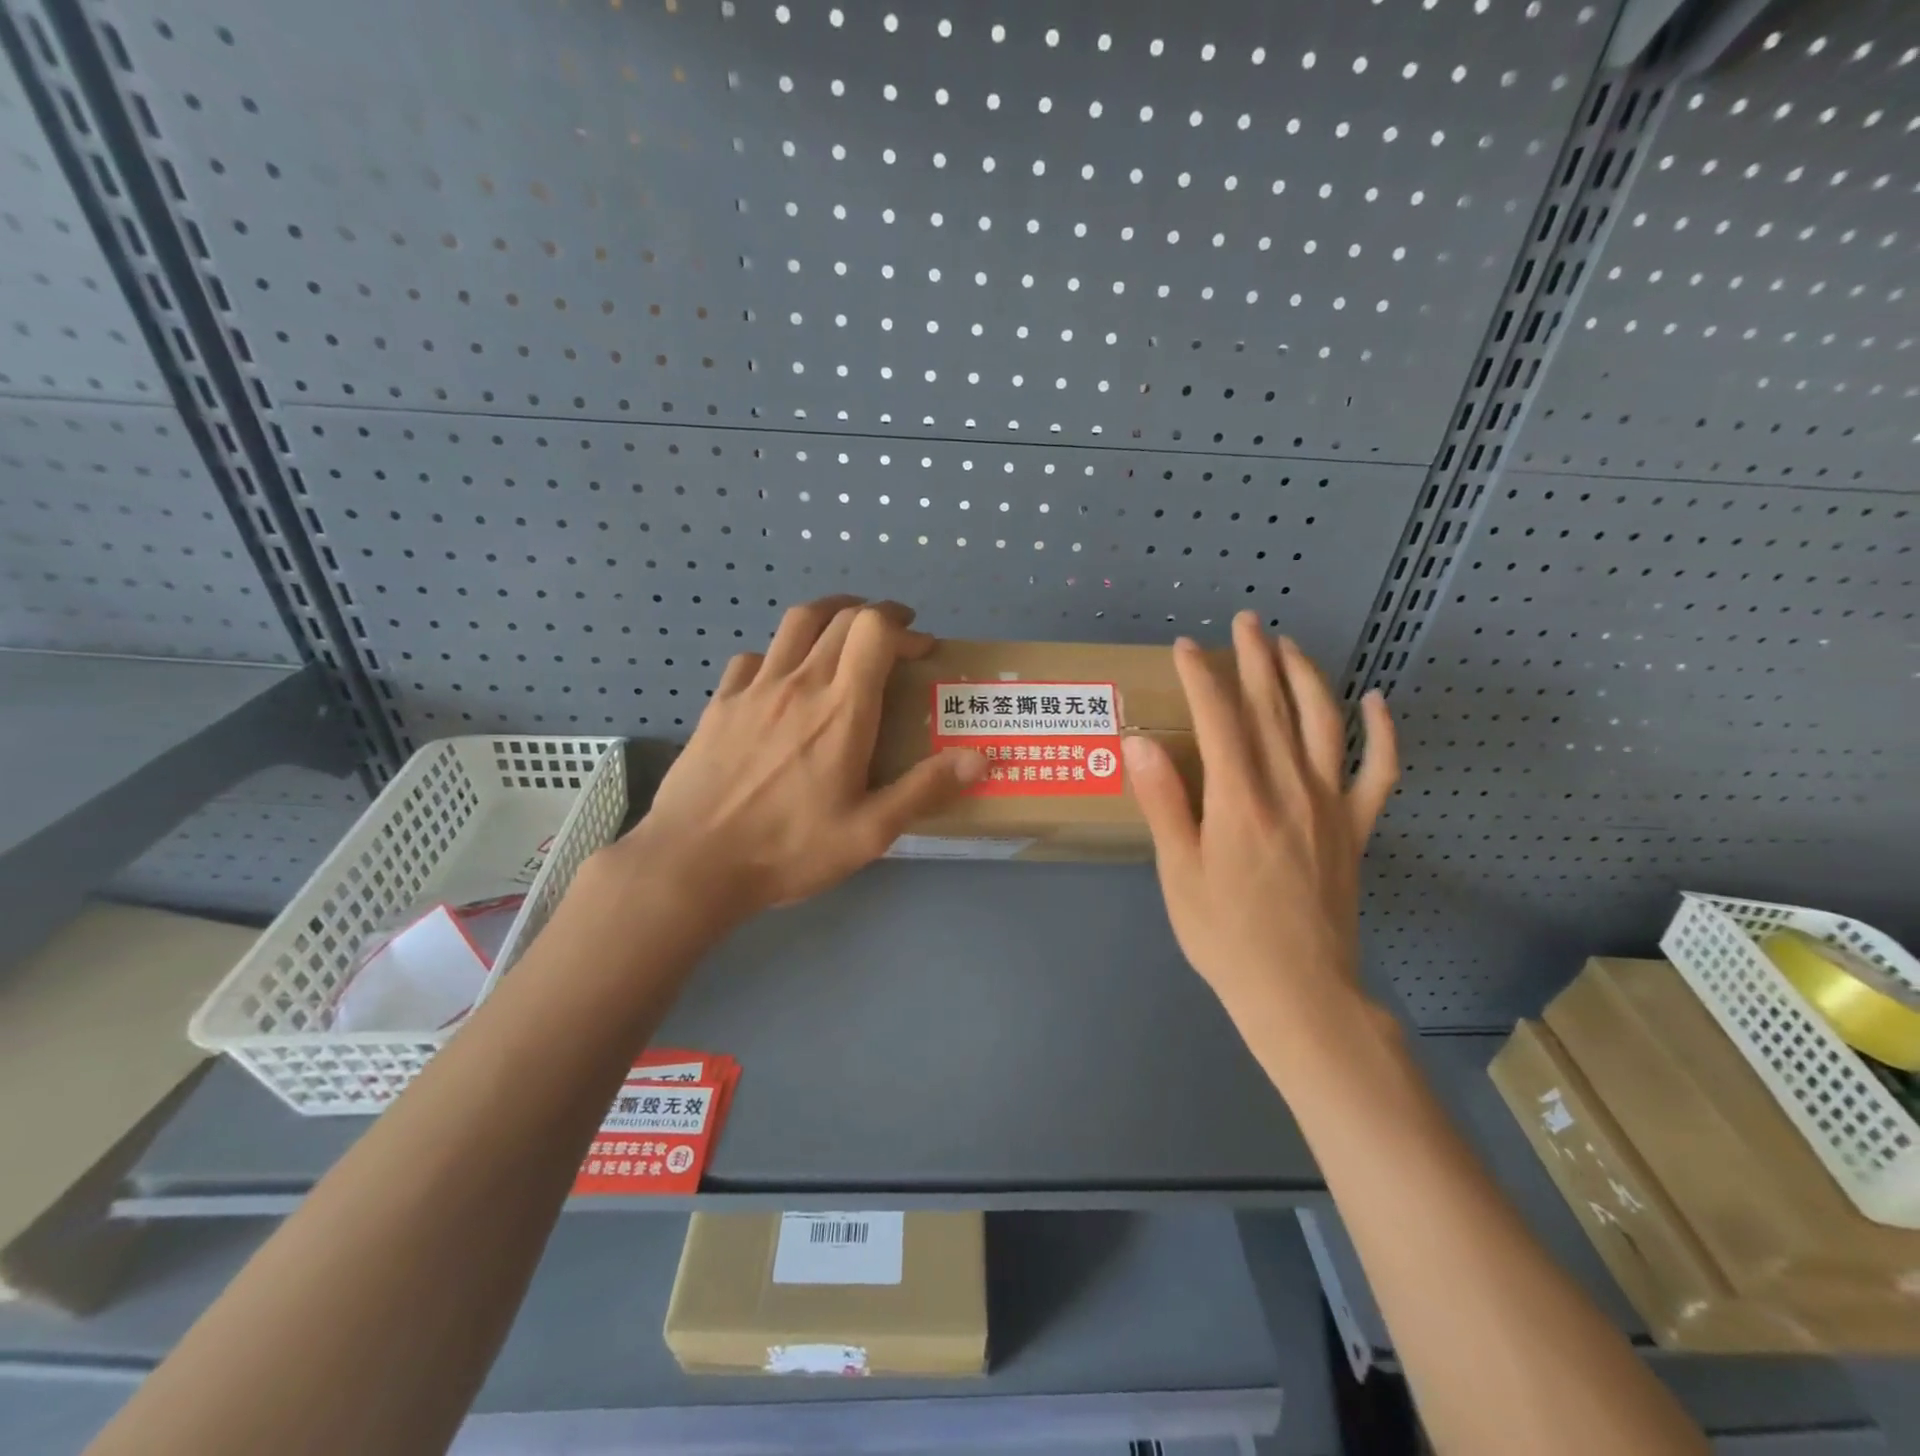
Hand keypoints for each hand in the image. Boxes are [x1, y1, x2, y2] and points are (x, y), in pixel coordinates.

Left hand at [613, 596, 986, 925]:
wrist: (693, 863)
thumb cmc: (789, 849)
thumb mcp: (870, 832)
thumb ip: (925, 789)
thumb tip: (980, 759)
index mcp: (842, 708)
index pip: (875, 629)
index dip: (903, 625)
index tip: (921, 645)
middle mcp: (799, 682)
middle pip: (840, 616)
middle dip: (874, 616)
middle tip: (892, 640)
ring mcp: (754, 688)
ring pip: (795, 623)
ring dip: (828, 615)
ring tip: (843, 635)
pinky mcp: (720, 703)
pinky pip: (755, 657)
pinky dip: (780, 653)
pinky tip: (782, 680)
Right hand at [1123, 611, 1397, 1028]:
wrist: (1300, 992)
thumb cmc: (1226, 935)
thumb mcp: (1179, 873)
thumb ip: (1164, 803)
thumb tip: (1139, 743)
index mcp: (1240, 799)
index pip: (1219, 718)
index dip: (1201, 676)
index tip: (1184, 648)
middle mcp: (1290, 788)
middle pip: (1272, 707)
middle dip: (1255, 658)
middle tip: (1245, 621)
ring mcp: (1331, 804)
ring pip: (1324, 723)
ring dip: (1306, 677)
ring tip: (1289, 645)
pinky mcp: (1356, 827)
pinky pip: (1379, 770)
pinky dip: (1382, 732)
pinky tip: (1376, 701)